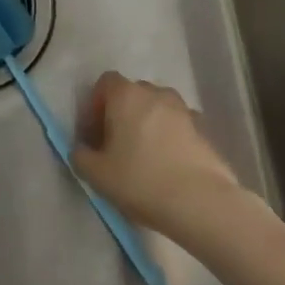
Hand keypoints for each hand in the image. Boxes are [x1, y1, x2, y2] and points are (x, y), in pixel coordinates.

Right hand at [73, 72, 244, 233]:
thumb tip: (81, 150)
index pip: (105, 83)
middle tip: (117, 146)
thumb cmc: (142, 181)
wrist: (201, 202)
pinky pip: (179, 126)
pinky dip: (171, 137)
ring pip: (158, 108)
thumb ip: (81, 157)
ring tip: (146, 157)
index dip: (95, 105)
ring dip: (149, 124)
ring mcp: (183, 108)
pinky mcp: (204, 129)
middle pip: (132, 94)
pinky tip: (170, 165)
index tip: (94, 133)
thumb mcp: (97, 175)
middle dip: (122, 114)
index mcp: (126, 95)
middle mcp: (155, 92)